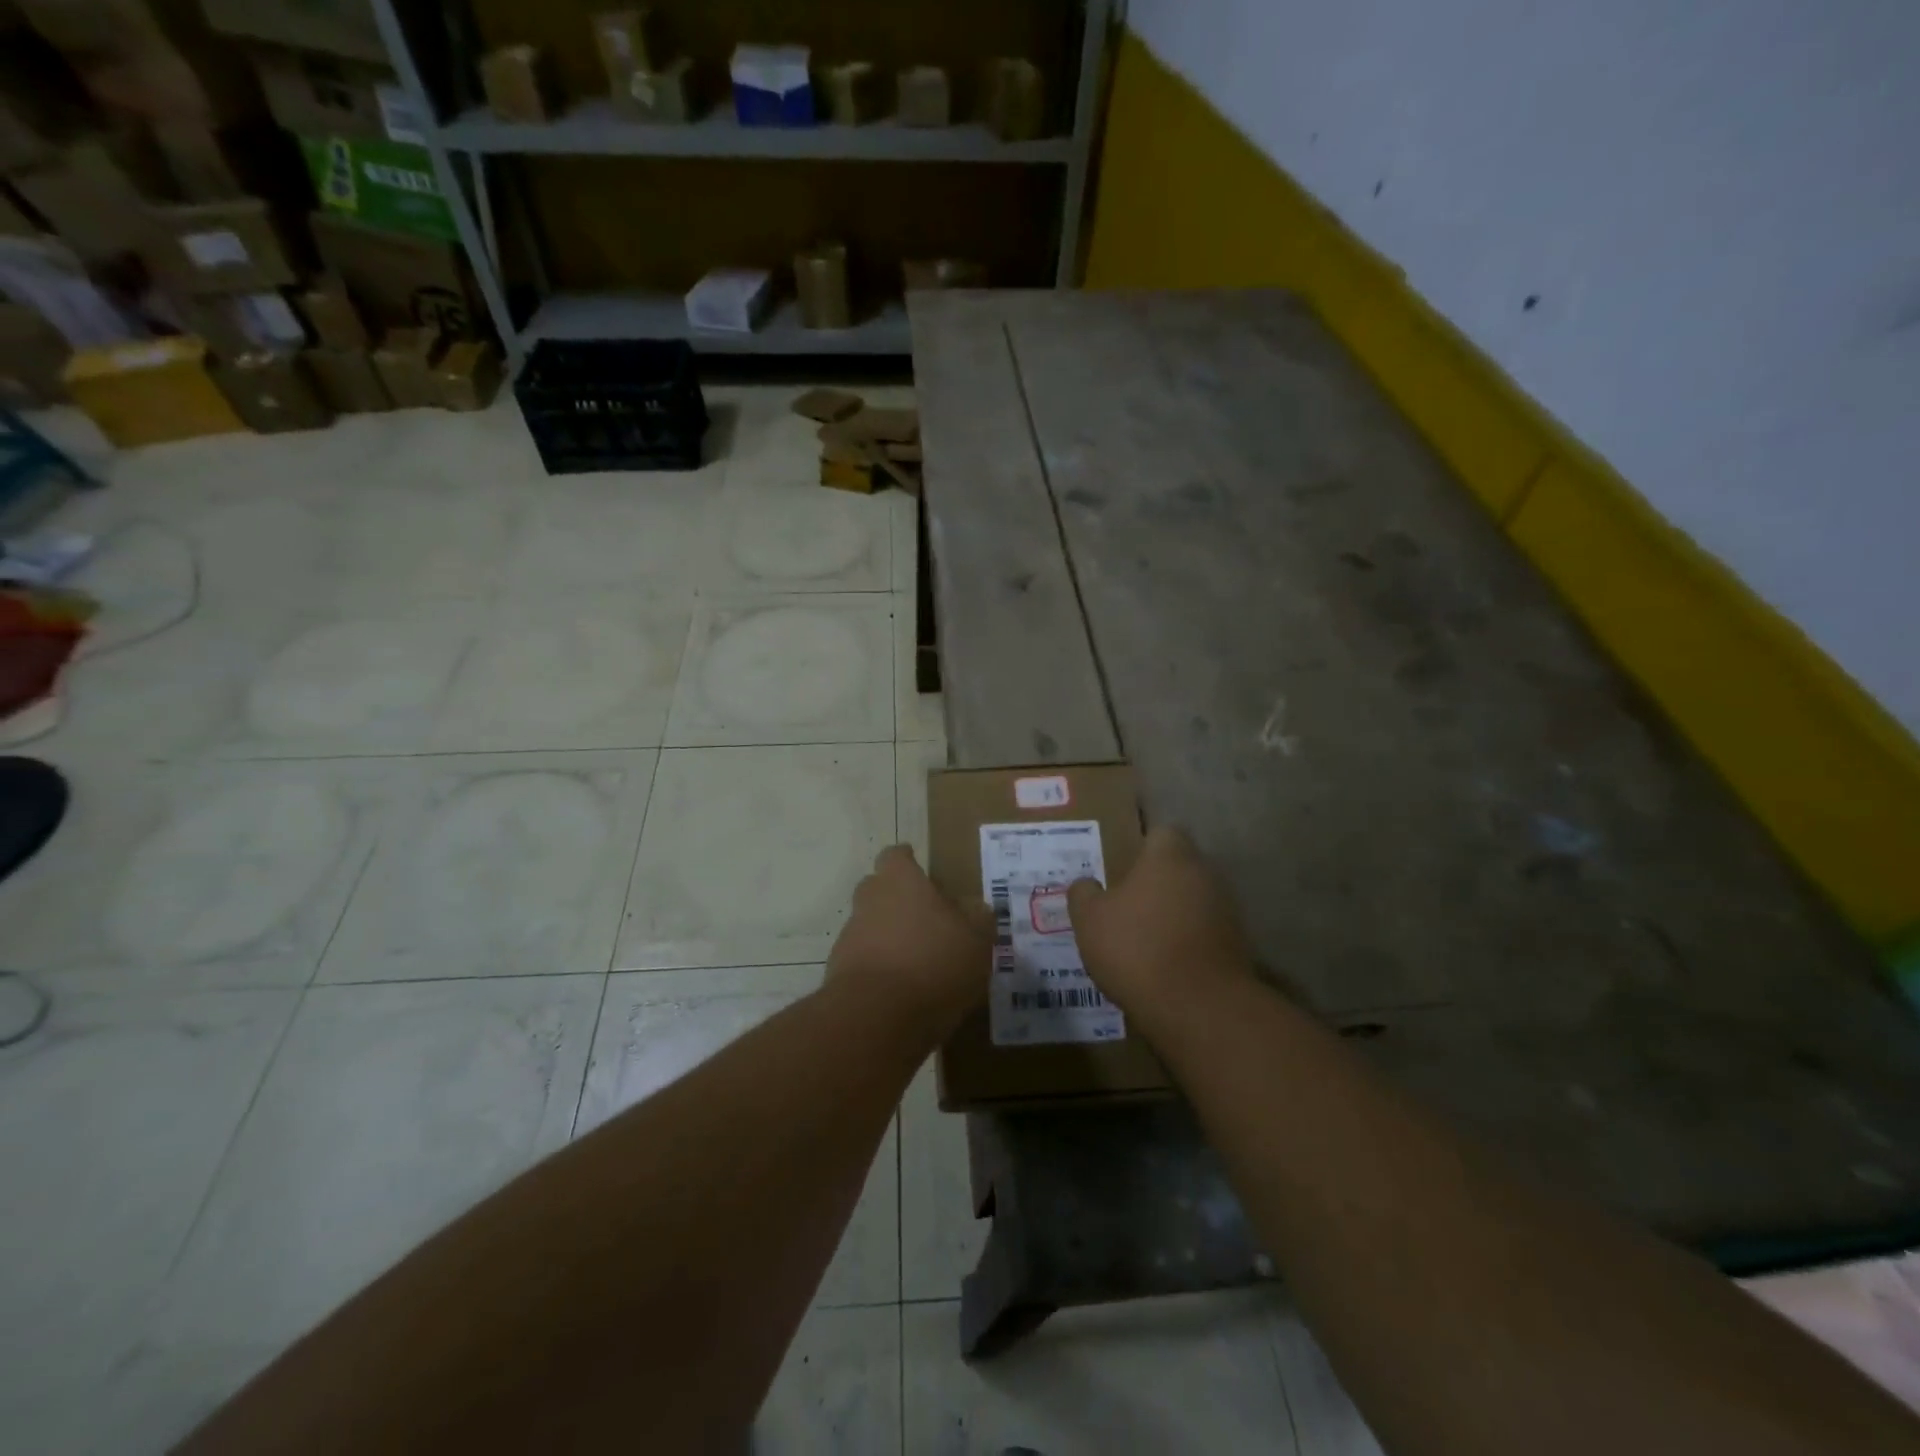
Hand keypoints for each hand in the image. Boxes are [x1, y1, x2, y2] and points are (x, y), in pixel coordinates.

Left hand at [827, 845, 993, 1039]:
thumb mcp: (976, 942)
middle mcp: (869, 901)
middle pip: (877, 888)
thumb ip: (978, 920)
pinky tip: (901, 990)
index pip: (896, 856)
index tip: (917, 867)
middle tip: (924, 916)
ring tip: (917, 960)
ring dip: (888, 936)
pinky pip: (863, 961)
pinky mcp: (839, 973)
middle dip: (896, 898)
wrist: (876, 1017)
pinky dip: (879, 968)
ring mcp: (849, 937)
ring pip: (869, 926)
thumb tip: (977, 907)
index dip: (906, 861)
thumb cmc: (934, 964)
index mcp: (900, 881)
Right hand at [1067, 826, 1253, 1016]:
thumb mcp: (1090, 920)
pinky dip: (1189, 939)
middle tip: (1127, 900)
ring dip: (1174, 911)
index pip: (1161, 832)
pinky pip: (1205, 930)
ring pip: (1194, 898)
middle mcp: (1204, 873)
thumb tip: (1086, 884)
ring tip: (1145, 936)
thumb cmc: (1136, 948)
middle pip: (1180, 866)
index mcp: (1169, 856)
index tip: (1121, 865)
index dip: (1141, 846)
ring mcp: (1226, 908)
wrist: (1198, 1007)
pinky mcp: (1237, 943)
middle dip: (1157, 880)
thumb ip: (1084, 894)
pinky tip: (1166, 961)